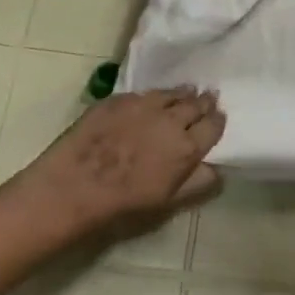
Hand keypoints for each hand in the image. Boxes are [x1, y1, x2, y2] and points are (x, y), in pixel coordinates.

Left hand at [17, 87, 224, 242]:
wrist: (76, 185)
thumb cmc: (123, 203)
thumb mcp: (168, 202)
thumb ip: (197, 183)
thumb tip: (217, 169)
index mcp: (187, 147)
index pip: (213, 126)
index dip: (217, 120)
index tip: (219, 116)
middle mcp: (171, 119)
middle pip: (195, 104)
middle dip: (204, 102)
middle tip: (208, 98)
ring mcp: (144, 105)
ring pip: (172, 93)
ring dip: (183, 93)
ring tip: (188, 91)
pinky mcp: (120, 98)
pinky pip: (145, 93)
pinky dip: (154, 96)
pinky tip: (152, 99)